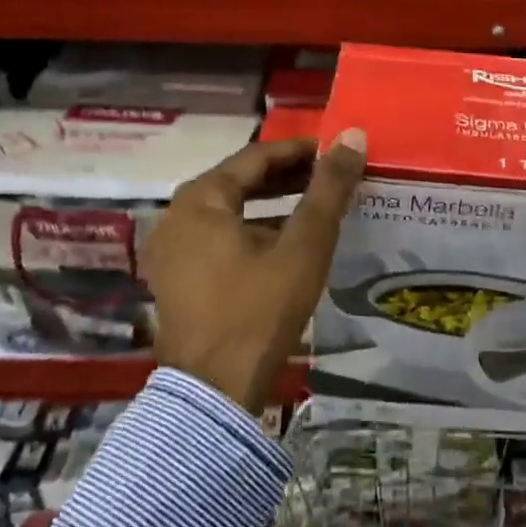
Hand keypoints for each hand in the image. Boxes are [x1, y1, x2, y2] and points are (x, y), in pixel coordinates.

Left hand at [144, 131, 365, 413]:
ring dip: (274, 206)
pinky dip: (255, 232)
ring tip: (318, 207)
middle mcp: (177, 216)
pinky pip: (221, 239)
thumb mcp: (304, 244)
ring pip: (232, 212)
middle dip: (289, 178)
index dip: (301, 150)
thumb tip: (352, 136)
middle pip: (241, 182)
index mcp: (200, 199)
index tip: (337, 152)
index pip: (257, 156)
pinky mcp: (178, 279)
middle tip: (332, 178)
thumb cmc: (259, 308)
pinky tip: (289, 244)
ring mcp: (172, 250)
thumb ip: (329, 188)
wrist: (214, 391)